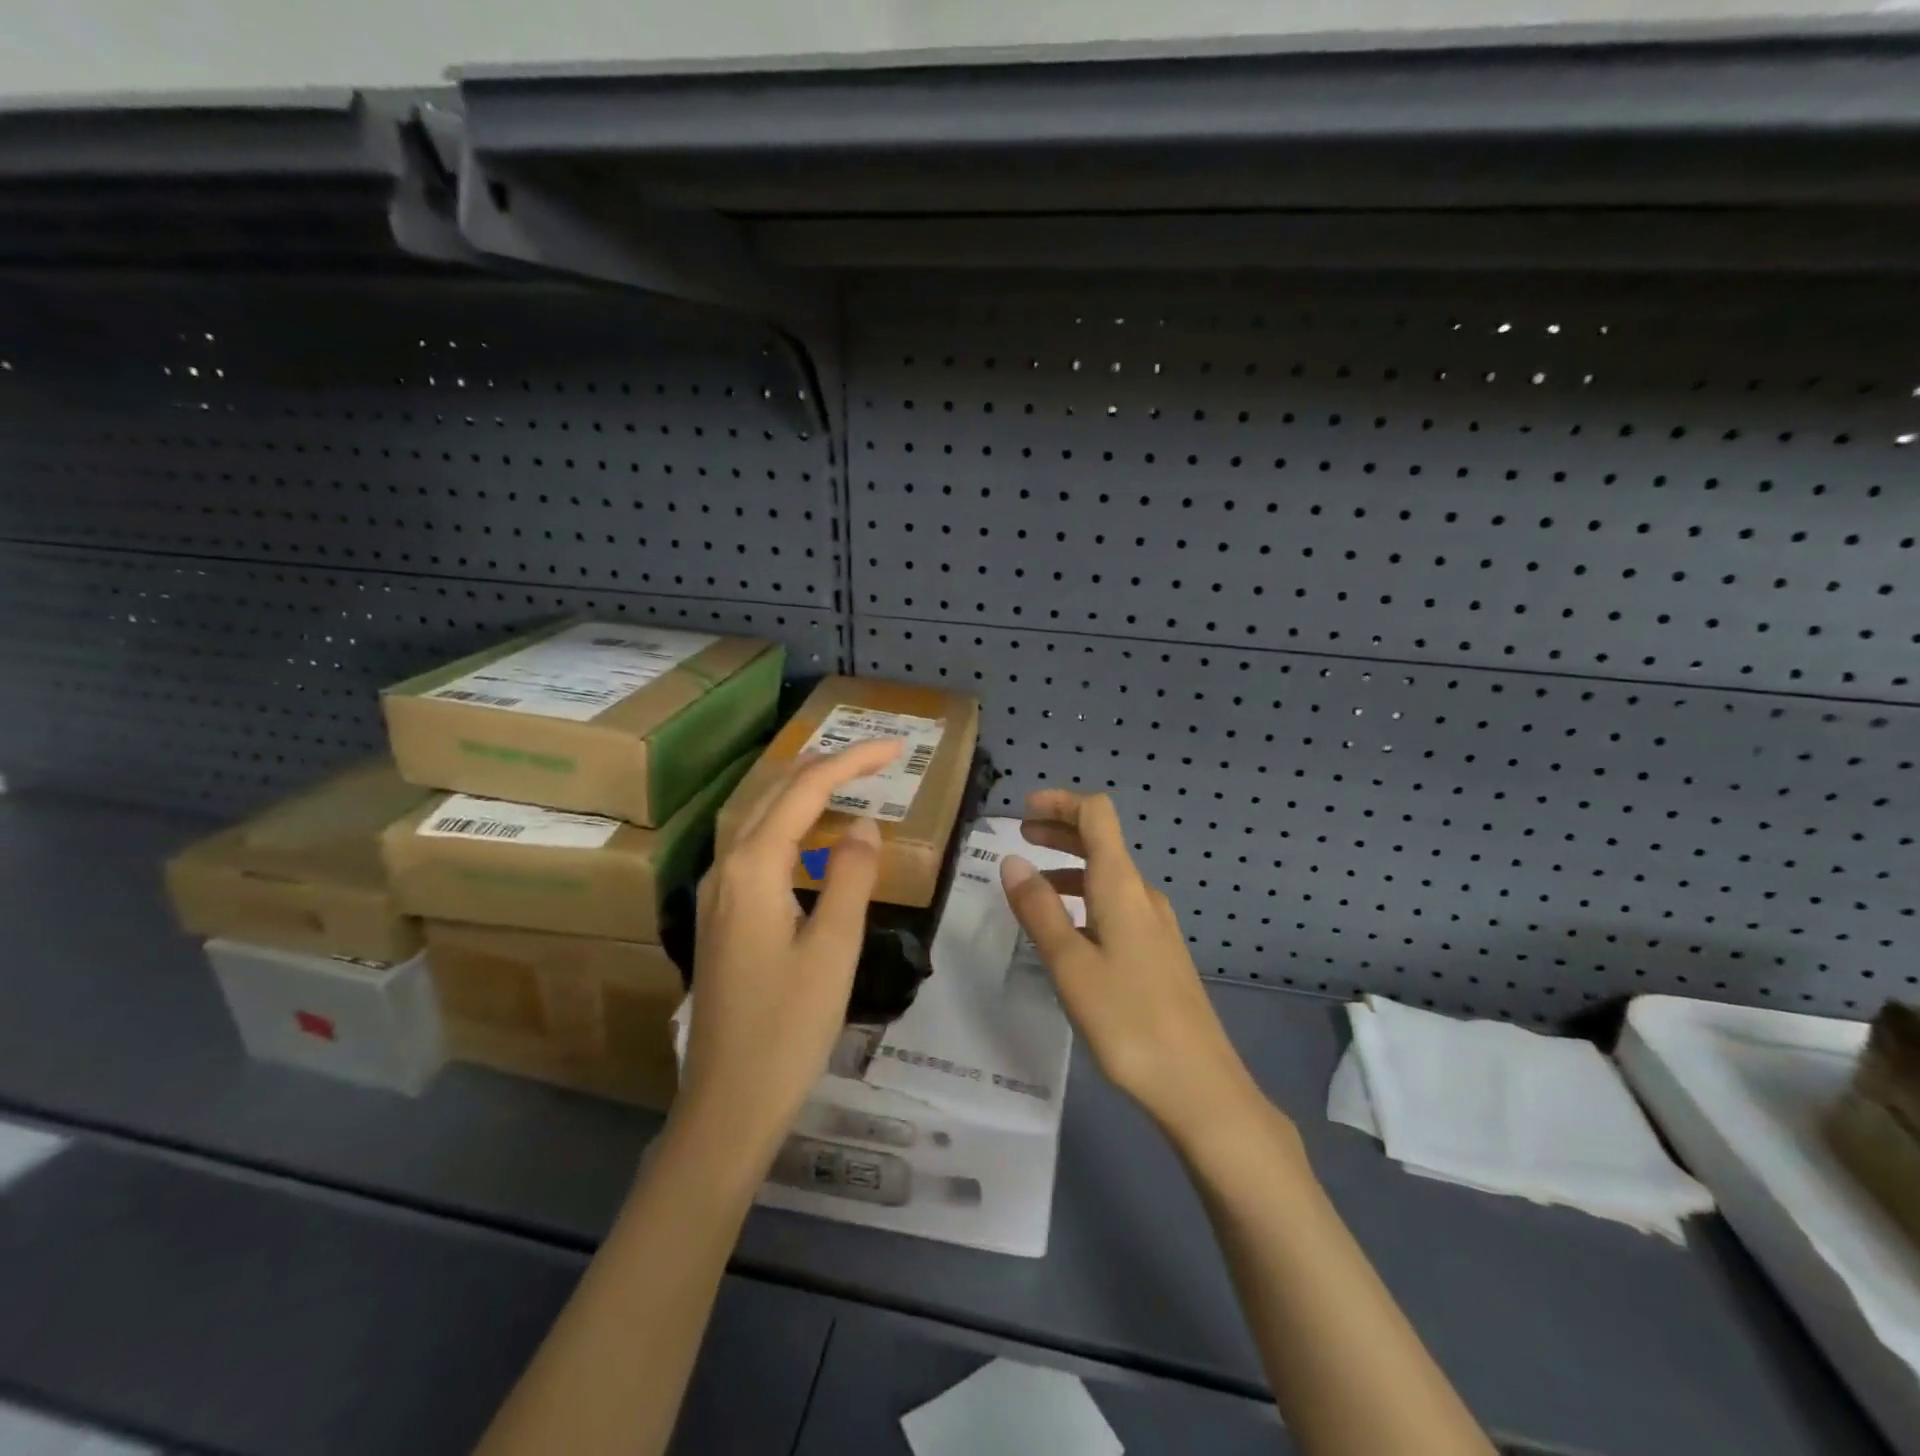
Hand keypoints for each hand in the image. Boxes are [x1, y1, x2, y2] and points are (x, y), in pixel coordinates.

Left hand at [675, 739, 900, 1170]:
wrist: (728, 1104)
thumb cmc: (788, 1028)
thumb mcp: (834, 948)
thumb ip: (852, 877)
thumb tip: (864, 825)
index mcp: (753, 868)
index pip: (804, 791)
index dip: (850, 763)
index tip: (895, 749)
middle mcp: (725, 869)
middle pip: (774, 794)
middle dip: (825, 767)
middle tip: (876, 757)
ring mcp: (716, 893)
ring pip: (759, 818)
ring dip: (802, 791)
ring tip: (847, 778)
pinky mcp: (721, 917)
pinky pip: (755, 848)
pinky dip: (789, 825)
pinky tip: (810, 837)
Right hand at [1001, 789, 1263, 1145]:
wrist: (1199, 1085)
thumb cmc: (1128, 1021)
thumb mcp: (1070, 965)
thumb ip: (1039, 910)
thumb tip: (1013, 861)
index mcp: (1121, 886)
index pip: (1097, 815)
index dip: (1061, 803)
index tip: (1024, 811)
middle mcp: (1142, 895)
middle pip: (1102, 842)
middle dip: (1060, 831)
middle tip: (1021, 837)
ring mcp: (1156, 925)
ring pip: (1107, 878)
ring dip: (1070, 868)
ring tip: (1032, 889)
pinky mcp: (1159, 953)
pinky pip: (1116, 906)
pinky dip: (1085, 899)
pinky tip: (1066, 932)